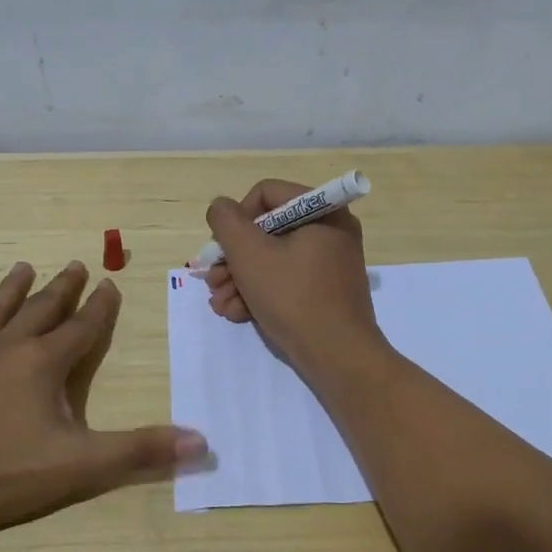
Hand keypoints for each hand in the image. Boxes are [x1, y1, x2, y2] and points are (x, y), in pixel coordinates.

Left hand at [0, 261, 204, 533]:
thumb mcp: (80, 465)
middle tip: (76, 264)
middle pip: (41, 310)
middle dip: (62, 288)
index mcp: (43, 365)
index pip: (82, 328)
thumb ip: (140, 451)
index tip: (111, 284)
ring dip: (11, 289)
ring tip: (23, 267)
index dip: (100, 308)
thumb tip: (201, 443)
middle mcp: (6, 349)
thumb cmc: (1, 475)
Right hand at [203, 181, 384, 379]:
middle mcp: (330, 230)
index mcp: (322, 211)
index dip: (237, 219)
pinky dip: (260, 294)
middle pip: (266, 230)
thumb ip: (227, 222)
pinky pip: (287, 280)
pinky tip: (238, 314)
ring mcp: (329, 263)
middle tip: (212, 282)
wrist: (338, 357)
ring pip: (272, 259)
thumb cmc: (294, 298)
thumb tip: (221, 207)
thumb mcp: (250, 254)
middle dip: (233, 258)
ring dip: (240, 280)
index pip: (266, 194)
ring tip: (221, 305)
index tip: (223, 249)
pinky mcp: (325, 291)